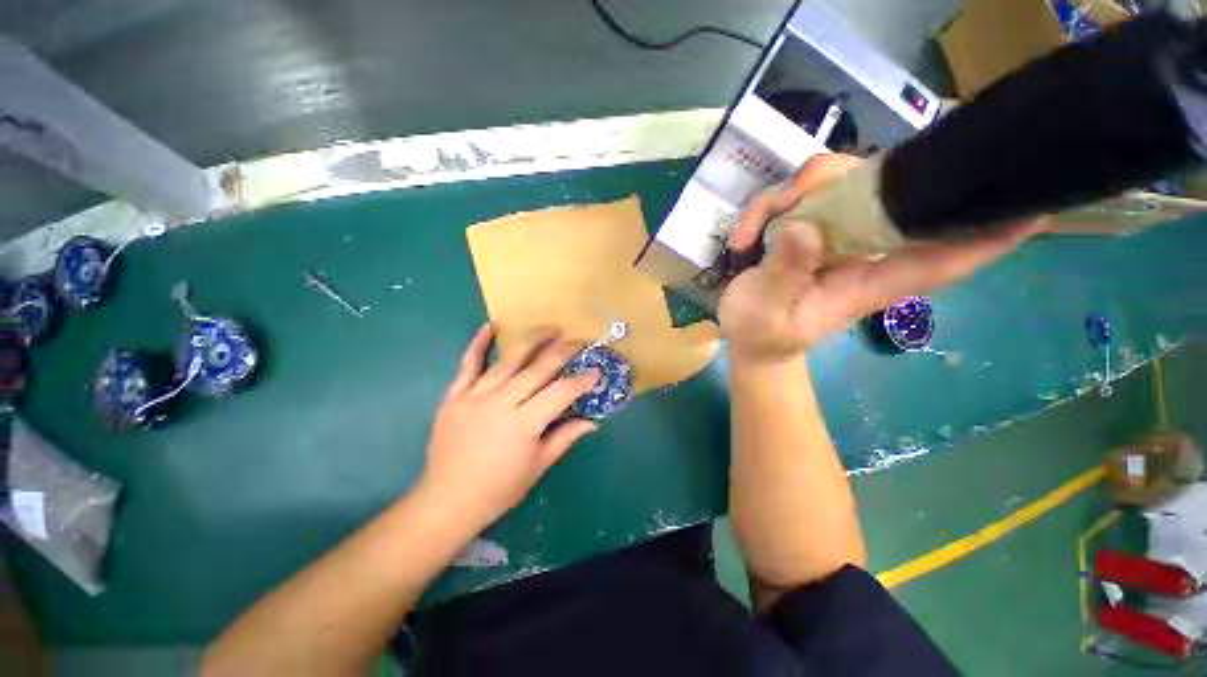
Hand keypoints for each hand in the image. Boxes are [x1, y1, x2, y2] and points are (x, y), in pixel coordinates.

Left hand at [417, 324, 599, 526]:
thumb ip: (565, 437)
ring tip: (551, 328)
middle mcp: (501, 403)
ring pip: (509, 360)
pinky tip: (490, 326)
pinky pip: (467, 365)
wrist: (447, 501)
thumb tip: (593, 421)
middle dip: (563, 351)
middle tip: (580, 341)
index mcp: (523, 424)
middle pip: (538, 369)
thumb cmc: (499, 489)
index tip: (597, 370)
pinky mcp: (454, 396)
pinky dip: (478, 344)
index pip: (560, 393)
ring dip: (532, 340)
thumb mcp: (538, 466)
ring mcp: (475, 396)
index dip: (581, 380)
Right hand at [719, 154, 1046, 365]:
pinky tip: (743, 237)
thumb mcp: (766, 311)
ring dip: (788, 196)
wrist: (749, 338)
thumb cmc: (762, 334)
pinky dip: (767, 207)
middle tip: (787, 202)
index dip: (994, 230)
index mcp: (869, 281)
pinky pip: (800, 194)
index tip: (1035, 194)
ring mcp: (835, 234)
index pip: (948, 255)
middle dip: (843, 181)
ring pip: (838, 180)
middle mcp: (863, 249)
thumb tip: (804, 228)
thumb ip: (783, 275)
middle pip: (887, 190)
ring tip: (748, 236)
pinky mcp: (809, 227)